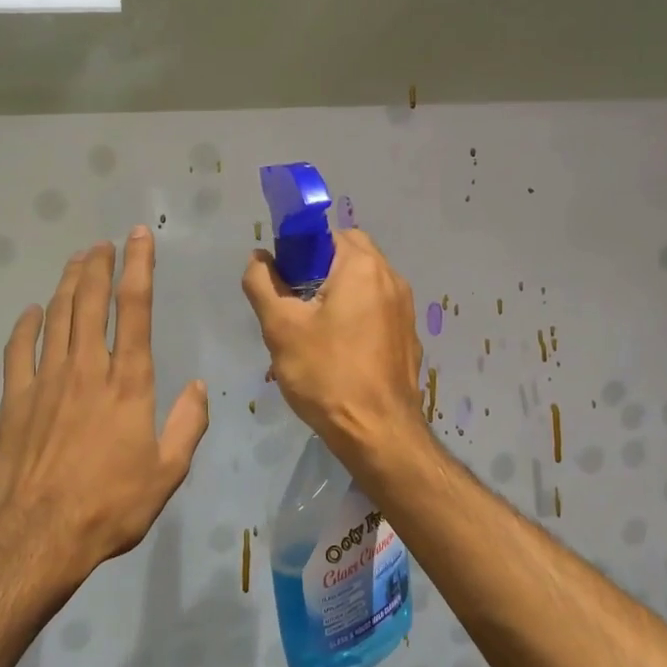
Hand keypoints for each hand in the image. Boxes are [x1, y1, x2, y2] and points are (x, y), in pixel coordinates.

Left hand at [0, 229, 208, 572]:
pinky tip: (31, 311)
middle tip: (103, 243)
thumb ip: (187, 425)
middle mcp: (87, 368)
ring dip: (68, 284)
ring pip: (57, 316)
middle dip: (99, 266)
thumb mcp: (167, 472)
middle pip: (91, 302)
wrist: (38, 534)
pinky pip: (19, 349)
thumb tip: (200, 388)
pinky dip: (26, 326)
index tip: (138, 238)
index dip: (139, 268)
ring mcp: (46, 380)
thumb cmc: (110, 505)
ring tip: (77, 261)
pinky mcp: (15, 398)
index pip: (136, 309)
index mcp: (129, 382)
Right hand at [241, 228, 427, 462]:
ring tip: (311, 333)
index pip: (327, 234)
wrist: (378, 432)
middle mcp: (391, 279)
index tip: (282, 281)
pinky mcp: (407, 337)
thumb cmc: (326, 374)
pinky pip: (376, 312)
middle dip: (318, 272)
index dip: (299, 251)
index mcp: (363, 267)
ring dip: (336, 296)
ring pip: (363, 285)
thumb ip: (263, 283)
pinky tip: (337, 353)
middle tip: (293, 307)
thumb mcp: (280, 327)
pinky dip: (355, 319)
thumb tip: (259, 258)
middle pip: (348, 256)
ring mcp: (404, 310)